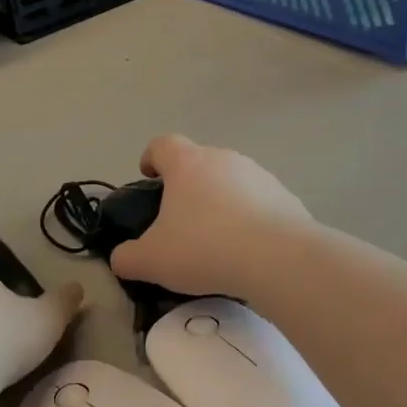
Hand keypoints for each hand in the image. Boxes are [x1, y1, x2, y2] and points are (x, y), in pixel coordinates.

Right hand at [109, 135, 312, 297]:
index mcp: (187, 164)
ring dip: (219, 202)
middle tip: (179, 221)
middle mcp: (223, 159)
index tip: (148, 178)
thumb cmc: (205, 248)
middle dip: (186, 187)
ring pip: (230, 182)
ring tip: (216, 240)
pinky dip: (248, 218)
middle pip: (198, 163)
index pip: (162, 144)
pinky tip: (246, 250)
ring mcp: (259, 175)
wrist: (278, 258)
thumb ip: (127, 258)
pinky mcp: (285, 196)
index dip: (151, 158)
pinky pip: (258, 202)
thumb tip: (121, 259)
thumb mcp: (151, 261)